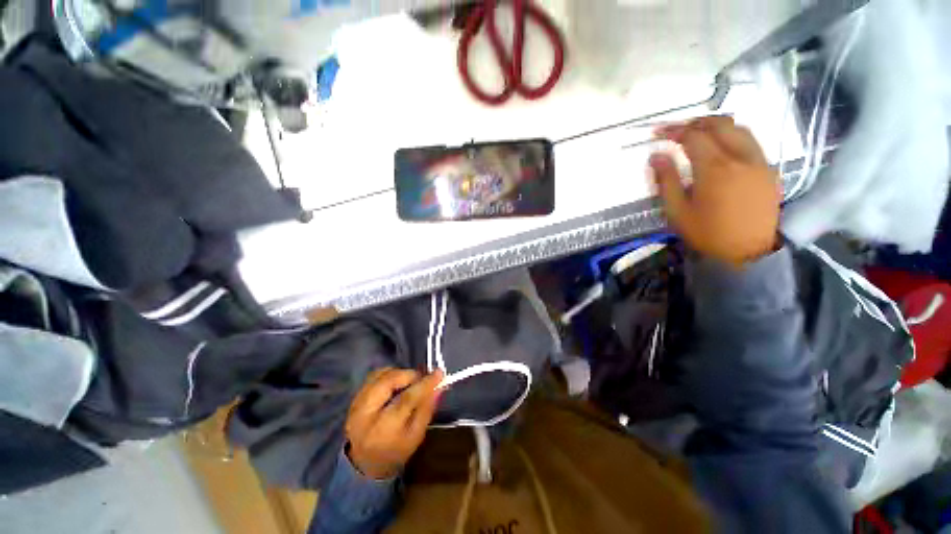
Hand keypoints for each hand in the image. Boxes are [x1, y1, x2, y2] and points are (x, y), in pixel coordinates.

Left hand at [345, 368, 443, 479]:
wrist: (365, 463)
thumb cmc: (396, 451)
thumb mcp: (416, 436)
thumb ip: (427, 409)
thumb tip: (439, 385)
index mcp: (382, 430)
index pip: (406, 399)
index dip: (424, 384)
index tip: (439, 373)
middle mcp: (365, 414)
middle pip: (388, 381)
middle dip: (409, 375)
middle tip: (422, 377)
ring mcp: (356, 404)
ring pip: (380, 375)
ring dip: (400, 373)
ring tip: (410, 381)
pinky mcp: (355, 397)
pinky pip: (374, 376)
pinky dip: (389, 374)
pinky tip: (398, 382)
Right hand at [650, 116, 781, 264]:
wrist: (749, 252)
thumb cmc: (707, 233)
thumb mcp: (677, 211)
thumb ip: (666, 181)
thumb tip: (656, 156)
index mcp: (715, 169)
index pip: (693, 136)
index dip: (674, 131)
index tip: (658, 133)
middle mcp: (740, 157)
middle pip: (719, 124)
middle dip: (695, 123)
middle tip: (677, 131)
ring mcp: (758, 161)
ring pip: (739, 128)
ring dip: (716, 126)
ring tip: (698, 134)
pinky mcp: (768, 169)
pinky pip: (749, 141)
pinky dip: (732, 136)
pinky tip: (720, 147)